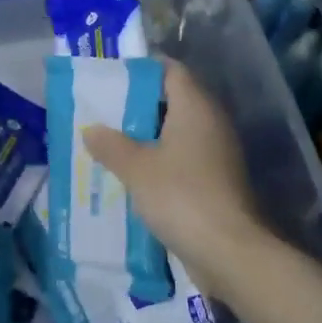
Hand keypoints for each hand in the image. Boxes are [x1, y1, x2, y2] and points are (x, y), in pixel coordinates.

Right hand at [83, 59, 272, 301]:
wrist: (230, 252)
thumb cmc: (181, 196)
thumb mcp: (136, 169)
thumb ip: (111, 145)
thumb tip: (91, 129)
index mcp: (195, 107)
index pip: (171, 70)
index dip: (142, 70)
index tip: (112, 77)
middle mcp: (211, 122)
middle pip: (173, 100)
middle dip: (138, 105)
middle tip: (103, 111)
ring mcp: (217, 153)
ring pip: (177, 132)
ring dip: (147, 136)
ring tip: (111, 143)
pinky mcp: (217, 180)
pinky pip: (184, 158)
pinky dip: (161, 160)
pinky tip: (134, 174)